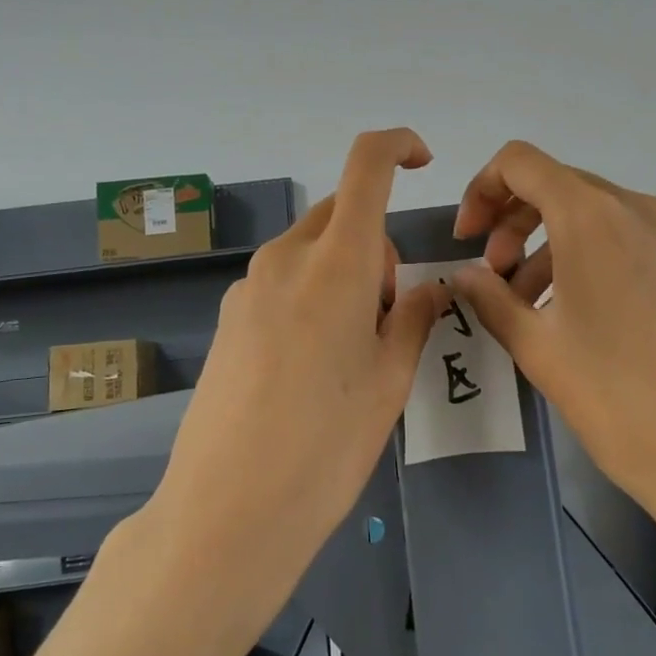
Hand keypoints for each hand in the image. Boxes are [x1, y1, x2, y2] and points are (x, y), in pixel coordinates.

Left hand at [149, 129, 447, 620]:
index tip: (421, 162)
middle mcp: (286, 258)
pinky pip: (282, 280)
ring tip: (349, 350)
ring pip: (311, 249)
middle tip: (387, 314)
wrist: (228, 511)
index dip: (397, 145)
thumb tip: (426, 286)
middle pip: (341, 214)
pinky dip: (310, 293)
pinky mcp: (228, 316)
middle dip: (375, 243)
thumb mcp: (390, 380)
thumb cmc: (327, 444)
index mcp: (335, 261)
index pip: (366, 166)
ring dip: (342, 272)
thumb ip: (411, 316)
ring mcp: (248, 286)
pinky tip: (309, 365)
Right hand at [449, 140, 655, 554]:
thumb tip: (467, 275)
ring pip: (593, 213)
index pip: (521, 162)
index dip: (482, 190)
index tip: (469, 241)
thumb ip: (490, 297)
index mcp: (592, 218)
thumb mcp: (537, 348)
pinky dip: (590, 255)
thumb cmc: (616, 400)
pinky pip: (628, 238)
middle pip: (557, 185)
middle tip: (495, 276)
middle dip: (513, 221)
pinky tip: (581, 311)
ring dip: (550, 242)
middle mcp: (638, 210)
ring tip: (530, 303)